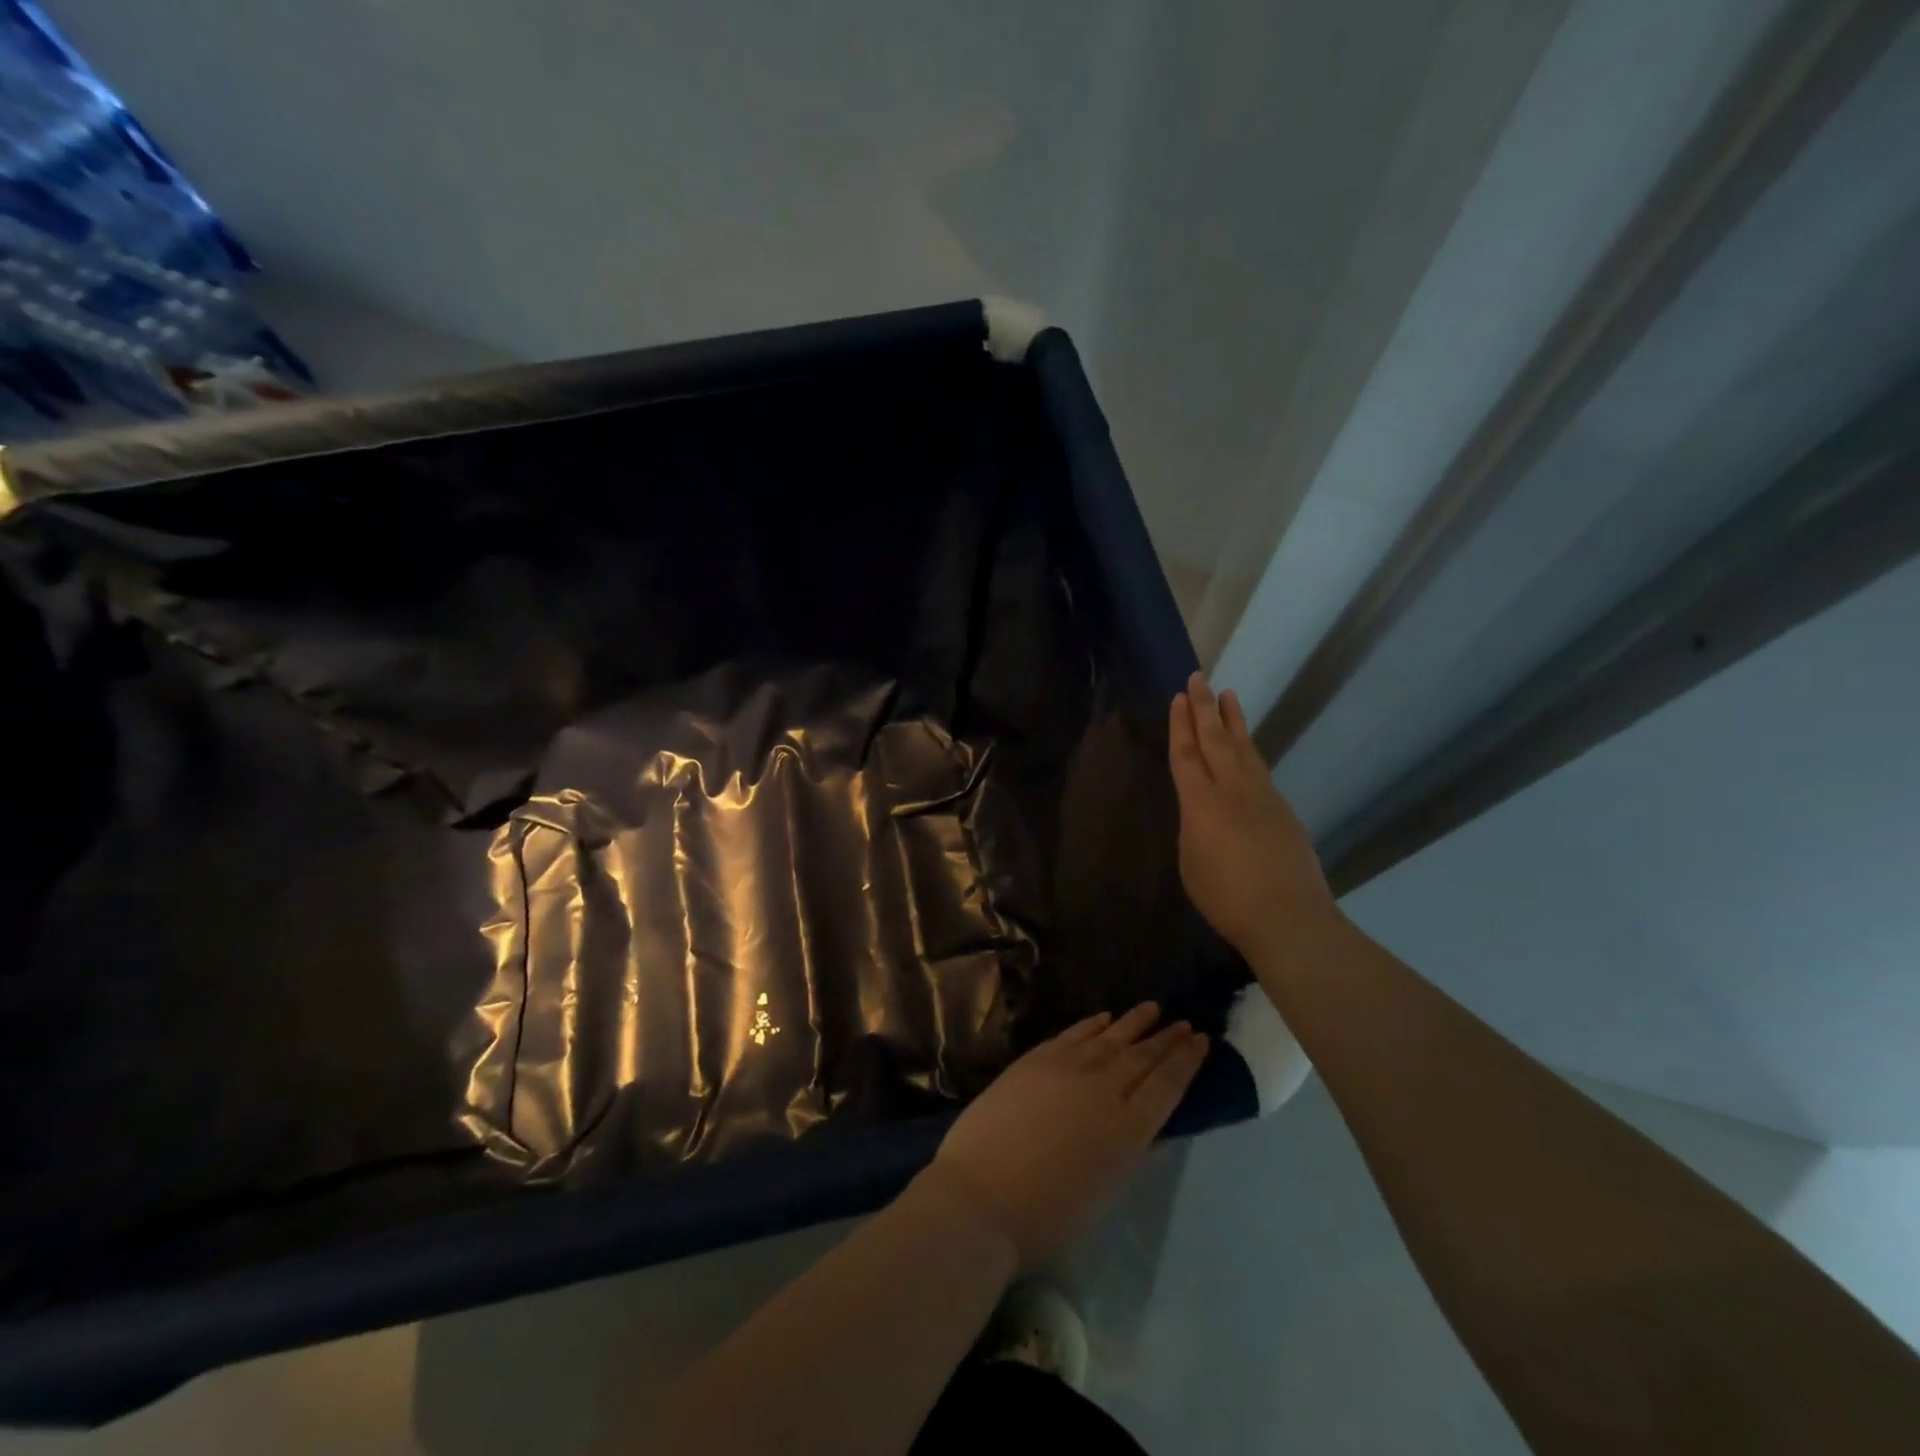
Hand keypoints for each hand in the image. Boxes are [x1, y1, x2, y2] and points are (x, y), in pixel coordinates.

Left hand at [925, 1004, 1207, 1267]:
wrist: (981, 1194)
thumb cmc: (1047, 1214)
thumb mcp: (1104, 1191)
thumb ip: (1129, 1152)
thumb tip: (1148, 1127)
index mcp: (1129, 1129)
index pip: (1167, 1085)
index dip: (1186, 1061)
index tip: (1202, 1040)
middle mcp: (1105, 1088)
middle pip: (1142, 1056)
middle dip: (1167, 1039)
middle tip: (1186, 1023)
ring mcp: (1068, 1067)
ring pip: (1111, 1037)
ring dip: (1134, 1023)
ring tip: (1153, 1009)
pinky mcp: (1037, 1058)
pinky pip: (1075, 1033)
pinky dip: (1093, 1024)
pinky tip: (1105, 1017)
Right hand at [1169, 672, 1339, 962]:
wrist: (1289, 918)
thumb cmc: (1226, 898)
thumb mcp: (1191, 862)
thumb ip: (1193, 827)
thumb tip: (1202, 810)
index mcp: (1201, 803)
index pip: (1187, 754)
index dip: (1181, 725)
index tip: (1179, 697)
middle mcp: (1232, 790)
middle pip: (1216, 740)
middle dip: (1204, 708)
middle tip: (1199, 678)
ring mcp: (1263, 797)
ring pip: (1245, 748)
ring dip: (1233, 720)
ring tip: (1228, 696)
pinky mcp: (1283, 810)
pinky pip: (1260, 768)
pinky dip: (1250, 749)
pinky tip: (1248, 748)